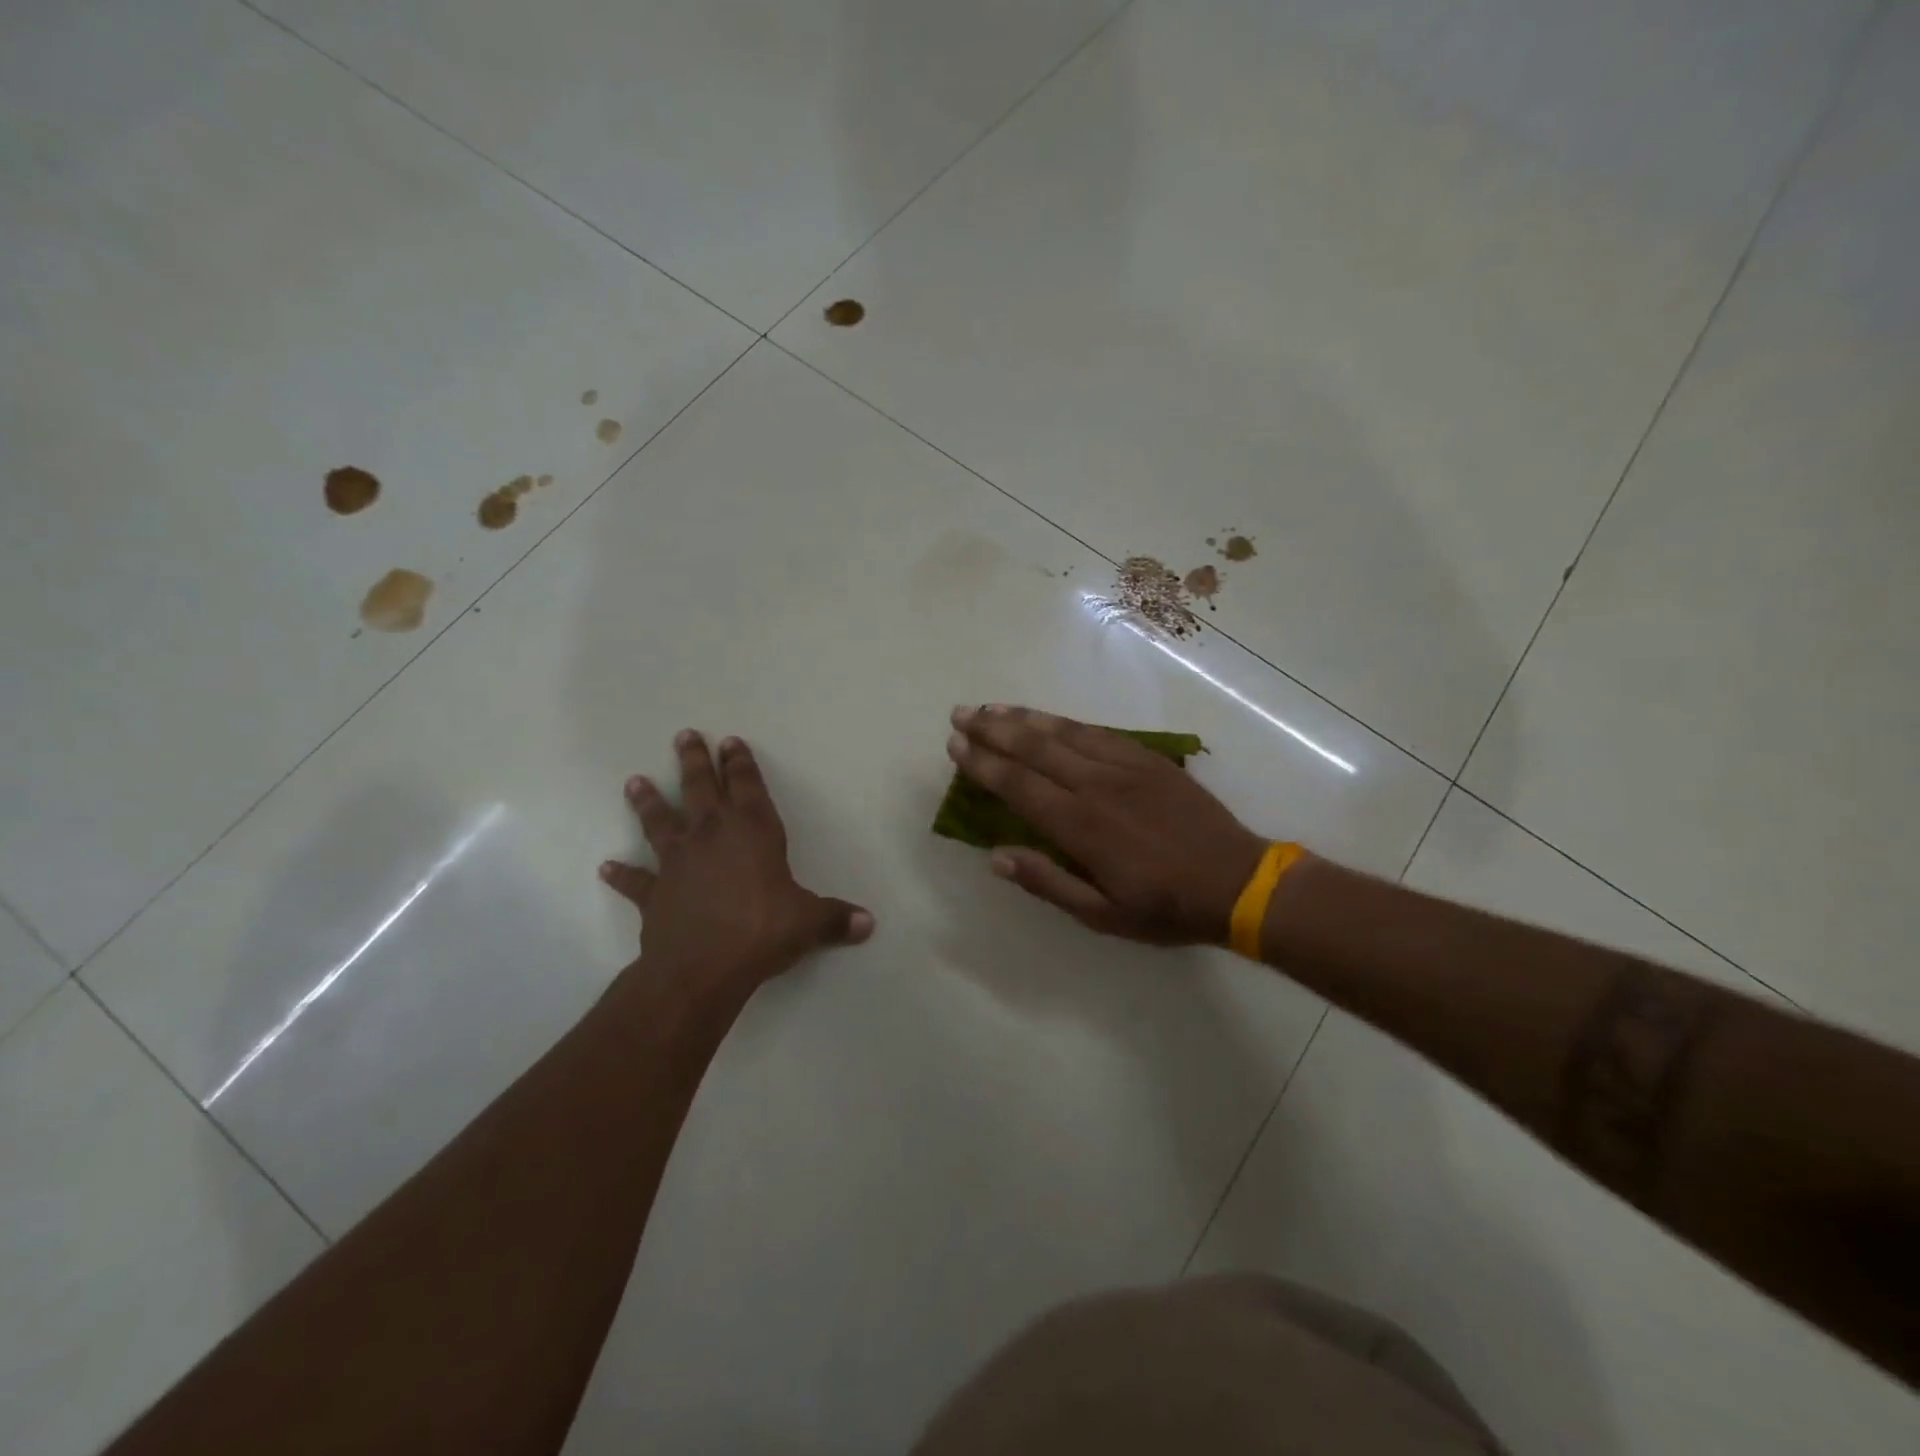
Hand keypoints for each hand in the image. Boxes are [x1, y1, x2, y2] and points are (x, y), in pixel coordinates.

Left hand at [601, 730, 873, 986]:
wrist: (702, 967)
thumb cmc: (762, 931)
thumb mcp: (809, 922)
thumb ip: (837, 918)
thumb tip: (869, 923)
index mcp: (753, 832)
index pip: (748, 786)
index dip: (741, 763)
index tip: (731, 741)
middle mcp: (712, 836)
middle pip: (701, 789)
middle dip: (695, 762)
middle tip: (685, 736)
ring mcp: (678, 862)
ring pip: (660, 821)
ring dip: (649, 802)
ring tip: (634, 782)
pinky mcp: (655, 893)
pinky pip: (636, 880)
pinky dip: (622, 874)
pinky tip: (606, 867)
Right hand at [946, 705, 1269, 945]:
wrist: (1237, 880)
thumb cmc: (1166, 906)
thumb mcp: (1103, 915)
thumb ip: (1048, 883)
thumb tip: (996, 857)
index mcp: (1081, 826)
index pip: (1018, 785)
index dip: (984, 763)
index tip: (956, 745)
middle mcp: (1096, 785)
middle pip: (1034, 748)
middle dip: (992, 729)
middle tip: (960, 713)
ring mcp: (1125, 766)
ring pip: (1064, 732)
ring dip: (1024, 718)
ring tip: (992, 708)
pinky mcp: (1148, 758)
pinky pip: (1098, 732)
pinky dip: (1066, 722)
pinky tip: (1049, 719)